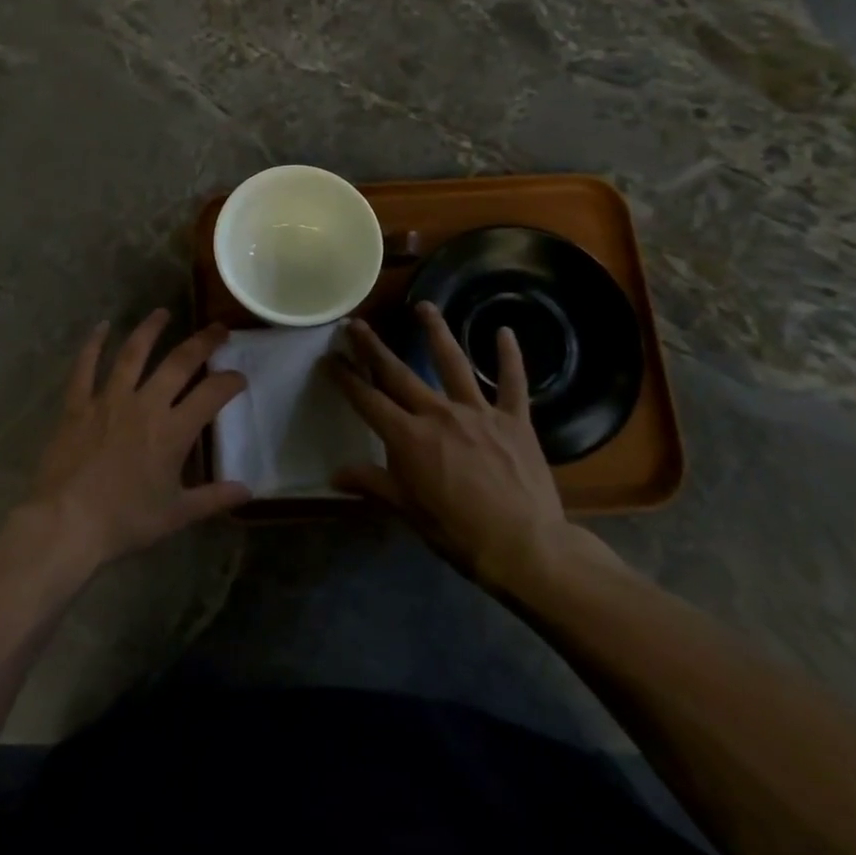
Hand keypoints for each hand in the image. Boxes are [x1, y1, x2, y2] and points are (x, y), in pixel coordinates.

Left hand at [26, 310, 251, 573]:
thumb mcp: (176, 514)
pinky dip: (93, 344)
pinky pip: (85, 367)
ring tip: (162, 312)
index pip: (212, 394)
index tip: (239, 377)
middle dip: (203, 342)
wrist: (68, 523)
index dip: (230, 381)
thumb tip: (247, 490)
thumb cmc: (125, 520)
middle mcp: (145, 404)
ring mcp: (108, 399)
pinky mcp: (78, 404)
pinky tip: (102, 326)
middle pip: (179, 362)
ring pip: (133, 354)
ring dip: (150, 329)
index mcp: (173, 431)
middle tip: (218, 328)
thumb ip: (213, 498)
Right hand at [330, 302, 617, 599]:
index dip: (345, 378)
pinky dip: (509, 357)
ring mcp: (478, 412)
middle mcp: (438, 413)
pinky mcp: (514, 419)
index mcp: (409, 438)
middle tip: (356, 323)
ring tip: (424, 306)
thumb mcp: (408, 511)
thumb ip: (372, 484)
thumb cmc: (459, 534)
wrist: (526, 548)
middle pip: (399, 373)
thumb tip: (334, 474)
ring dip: (436, 332)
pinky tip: (504, 332)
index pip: (367, 400)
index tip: (329, 358)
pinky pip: (512, 382)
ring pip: (453, 362)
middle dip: (373, 347)